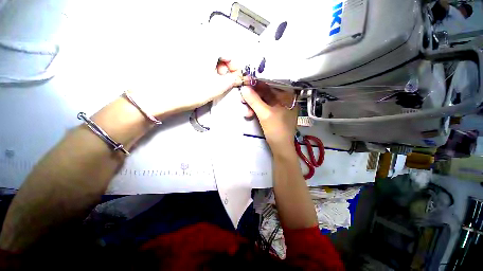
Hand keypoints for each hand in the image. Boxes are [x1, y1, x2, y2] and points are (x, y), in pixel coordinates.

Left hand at [126, 58, 243, 119]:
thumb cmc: (189, 91)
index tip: (235, 77)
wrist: (160, 96)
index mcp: (207, 47)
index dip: (234, 66)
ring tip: (213, 81)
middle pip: (218, 52)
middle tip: (224, 80)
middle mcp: (196, 43)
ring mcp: (186, 48)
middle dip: (225, 67)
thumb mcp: (216, 87)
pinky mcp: (179, 56)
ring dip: (215, 67)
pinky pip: (198, 58)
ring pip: (208, 55)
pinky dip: (205, 67)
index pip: (228, 52)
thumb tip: (236, 77)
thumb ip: (231, 81)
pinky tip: (203, 78)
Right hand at [240, 82, 298, 151]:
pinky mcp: (273, 114)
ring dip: (253, 103)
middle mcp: (284, 99)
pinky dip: (256, 109)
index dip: (259, 81)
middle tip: (242, 95)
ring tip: (244, 107)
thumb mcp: (264, 114)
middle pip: (267, 91)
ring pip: (263, 100)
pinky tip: (249, 113)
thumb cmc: (276, 130)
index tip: (247, 79)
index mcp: (288, 96)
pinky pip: (263, 107)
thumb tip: (243, 88)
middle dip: (253, 94)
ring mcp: (278, 107)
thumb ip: (254, 100)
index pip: (273, 83)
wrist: (280, 148)